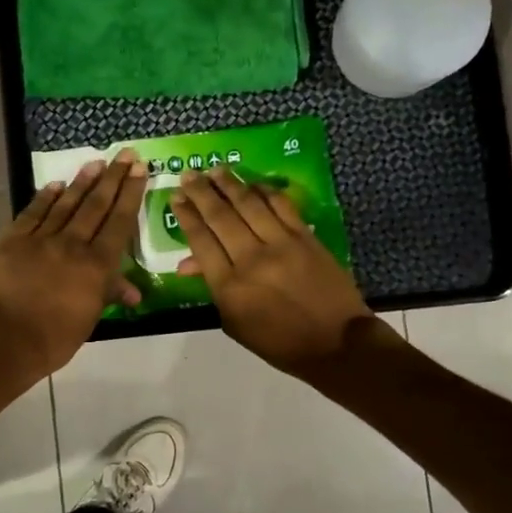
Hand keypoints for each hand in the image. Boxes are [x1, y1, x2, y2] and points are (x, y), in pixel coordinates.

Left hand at [0, 150, 147, 380]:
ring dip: (83, 182)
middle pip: (96, 206)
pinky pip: (33, 213)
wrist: (3, 339)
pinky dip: (45, 197)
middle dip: (112, 178)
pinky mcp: (12, 240)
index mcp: (96, 266)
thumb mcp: (89, 320)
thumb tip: (133, 292)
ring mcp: (40, 238)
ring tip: (96, 163)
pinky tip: (56, 185)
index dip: (130, 194)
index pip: (119, 223)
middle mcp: (72, 244)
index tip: (139, 169)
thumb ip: (108, 295)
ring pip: (66, 204)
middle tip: (125, 154)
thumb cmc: (52, 338)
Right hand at [171, 167, 375, 376]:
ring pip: (249, 204)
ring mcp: (281, 244)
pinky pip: (281, 205)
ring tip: (216, 170)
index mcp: (229, 287)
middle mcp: (251, 259)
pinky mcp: (305, 237)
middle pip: (220, 216)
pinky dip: (265, 191)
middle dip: (201, 192)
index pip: (201, 241)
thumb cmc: (279, 342)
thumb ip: (212, 289)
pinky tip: (253, 183)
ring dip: (229, 184)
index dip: (186, 216)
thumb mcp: (235, 323)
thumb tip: (188, 262)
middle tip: (188, 175)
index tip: (176, 198)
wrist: (335, 343)